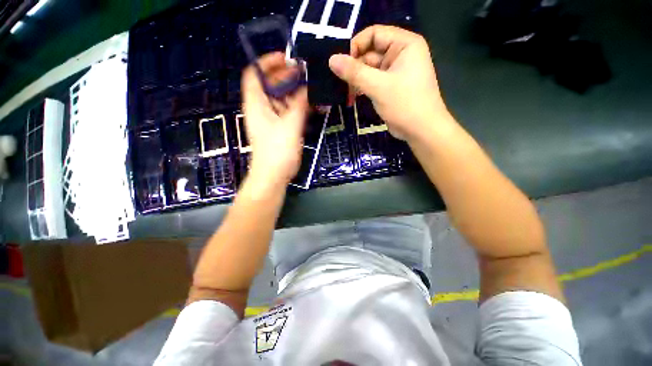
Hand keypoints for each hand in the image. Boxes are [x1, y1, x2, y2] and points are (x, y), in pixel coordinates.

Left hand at [241, 52, 308, 187]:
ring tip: (313, 88)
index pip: (254, 74)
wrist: (273, 176)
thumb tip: (307, 86)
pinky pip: (289, 112)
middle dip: (287, 77)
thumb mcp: (290, 125)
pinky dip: (299, 107)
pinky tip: (312, 105)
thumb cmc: (277, 151)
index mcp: (256, 104)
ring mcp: (271, 120)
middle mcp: (261, 109)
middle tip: (306, 73)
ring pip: (282, 99)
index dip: (267, 62)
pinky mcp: (280, 129)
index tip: (286, 58)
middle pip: (271, 85)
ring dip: (296, 93)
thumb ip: (299, 104)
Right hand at [329, 25, 451, 141]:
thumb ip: (355, 72)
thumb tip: (332, 60)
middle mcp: (400, 54)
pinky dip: (362, 87)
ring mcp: (395, 71)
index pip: (374, 34)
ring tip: (347, 92)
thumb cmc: (405, 105)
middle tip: (341, 83)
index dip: (356, 46)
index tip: (342, 65)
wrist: (421, 131)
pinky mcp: (390, 87)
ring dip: (357, 80)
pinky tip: (353, 96)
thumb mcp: (378, 86)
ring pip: (369, 69)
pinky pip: (372, 81)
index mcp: (404, 44)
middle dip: (355, 68)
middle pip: (370, 53)